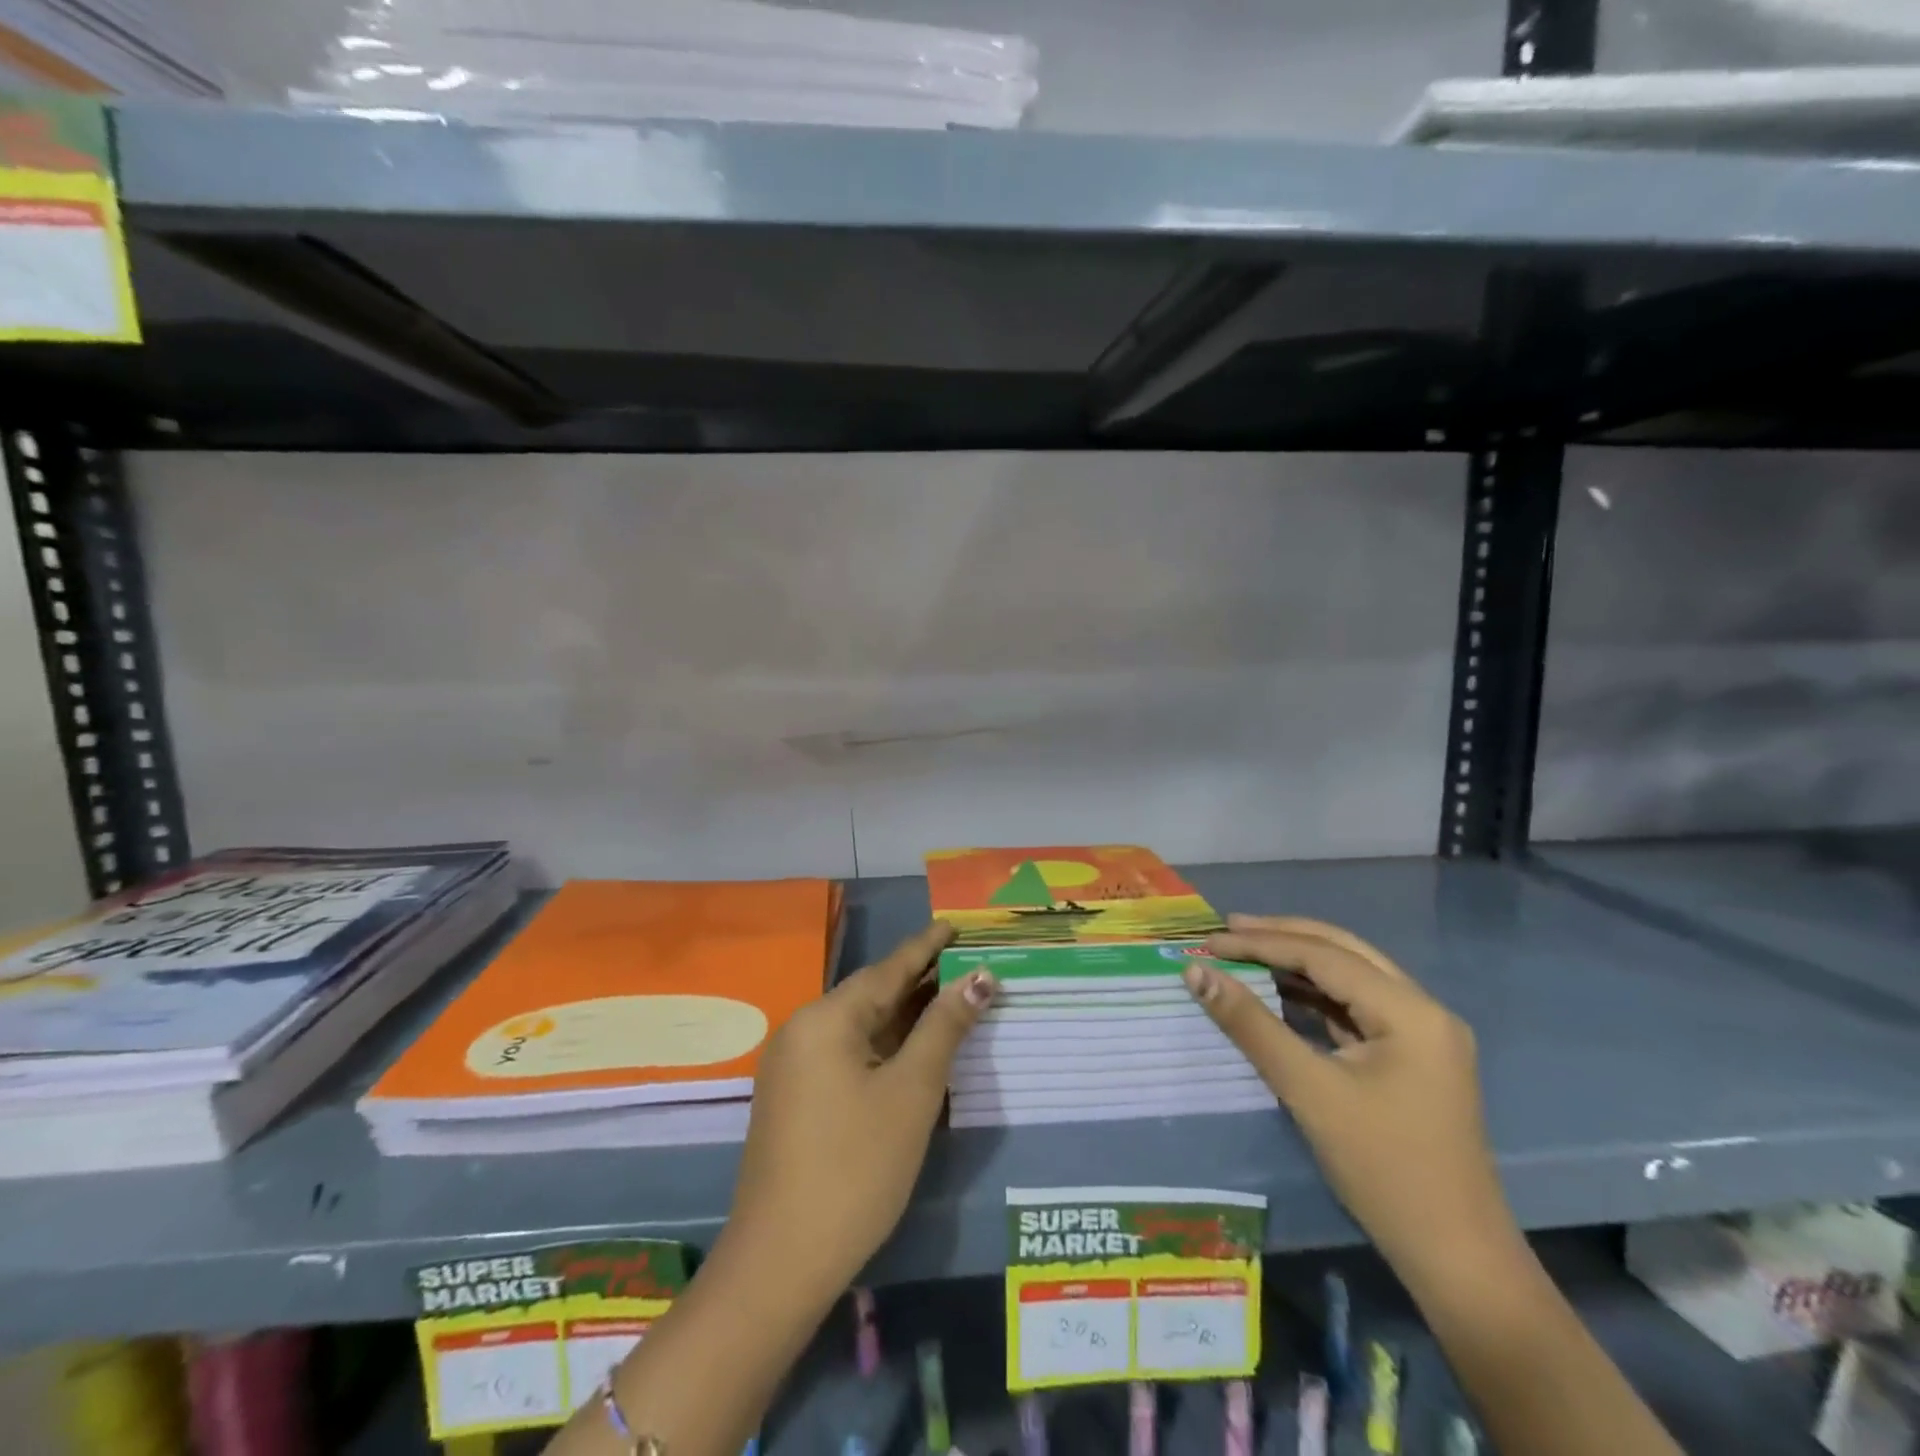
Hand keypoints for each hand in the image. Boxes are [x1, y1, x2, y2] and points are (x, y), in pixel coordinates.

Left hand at [724, 922, 994, 1299]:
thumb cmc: (856, 1167)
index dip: (926, 947)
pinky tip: (912, 1048)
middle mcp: (803, 1030)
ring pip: (860, 1026)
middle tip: (965, 963)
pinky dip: (883, 1045)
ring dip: (904, 1015)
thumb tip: (979, 979)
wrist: (781, 1262)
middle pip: (872, 994)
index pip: (888, 969)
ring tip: (949, 998)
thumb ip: (944, 1028)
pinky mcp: (795, 1097)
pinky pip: (846, 1053)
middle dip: (920, 980)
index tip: (954, 924)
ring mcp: (794, 1066)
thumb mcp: (911, 1091)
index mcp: (825, 1018)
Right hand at [1187, 914, 1518, 1288]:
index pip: (1323, 955)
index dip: (1261, 944)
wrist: (1456, 1259)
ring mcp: (1422, 1034)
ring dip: (1297, 962)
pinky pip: (1355, 1007)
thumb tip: (1197, 972)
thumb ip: (1251, 1025)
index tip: (1209, 941)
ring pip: (1350, 976)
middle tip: (1227, 929)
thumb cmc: (1383, 1170)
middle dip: (1282, 936)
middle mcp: (1423, 1009)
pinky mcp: (1412, 1057)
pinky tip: (1279, 993)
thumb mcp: (1309, 1091)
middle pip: (1343, 951)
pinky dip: (1313, 995)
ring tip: (1244, 952)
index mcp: (1410, 1011)